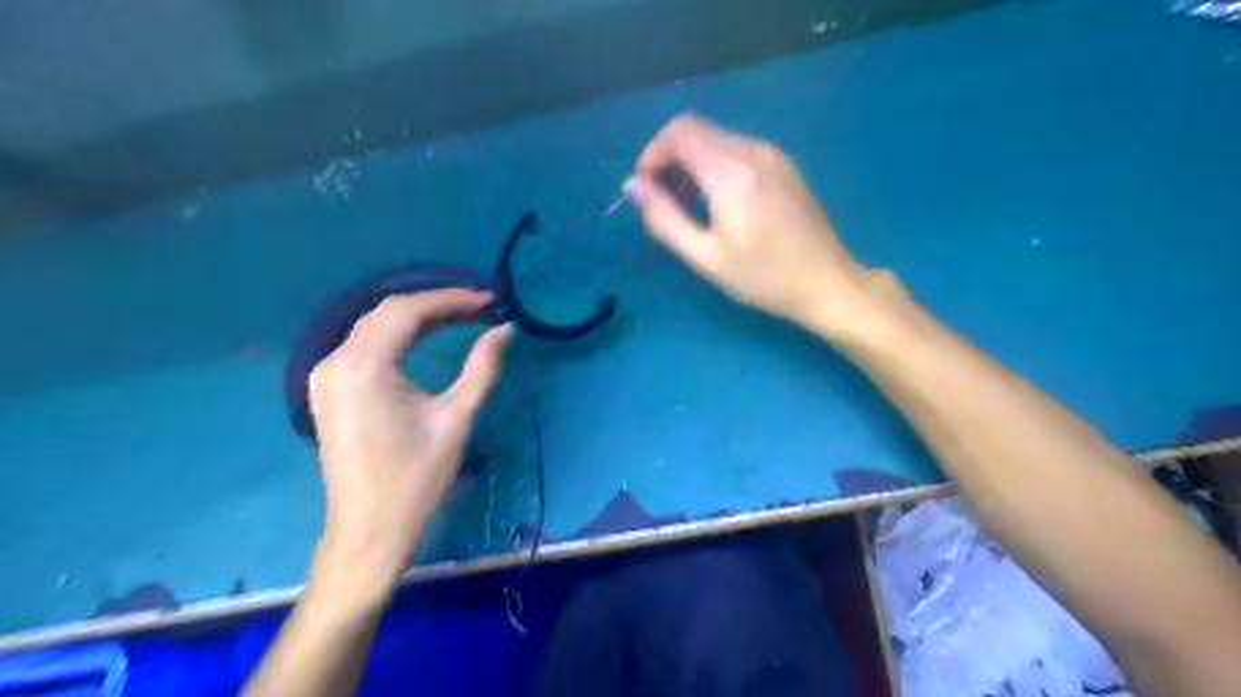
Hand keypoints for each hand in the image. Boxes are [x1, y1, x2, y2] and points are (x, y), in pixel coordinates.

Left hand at [308, 289, 511, 593]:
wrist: (370, 532)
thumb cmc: (416, 479)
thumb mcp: (456, 419)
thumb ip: (482, 368)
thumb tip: (504, 331)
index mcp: (364, 366)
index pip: (409, 311)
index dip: (452, 300)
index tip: (489, 301)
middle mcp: (335, 361)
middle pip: (388, 312)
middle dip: (436, 305)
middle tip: (479, 310)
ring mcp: (326, 376)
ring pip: (374, 326)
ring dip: (417, 317)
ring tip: (460, 319)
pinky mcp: (329, 390)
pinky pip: (364, 346)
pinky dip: (398, 335)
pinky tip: (424, 339)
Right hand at [632, 114, 880, 337]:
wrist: (827, 283)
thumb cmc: (763, 278)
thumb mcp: (705, 256)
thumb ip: (664, 218)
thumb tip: (633, 187)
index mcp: (732, 172)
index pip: (679, 132)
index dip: (651, 155)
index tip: (644, 190)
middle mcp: (753, 150)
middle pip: (695, 131)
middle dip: (668, 161)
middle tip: (661, 203)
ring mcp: (773, 155)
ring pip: (716, 140)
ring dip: (691, 166)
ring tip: (687, 210)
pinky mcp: (784, 165)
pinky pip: (737, 151)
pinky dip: (714, 168)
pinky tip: (717, 205)